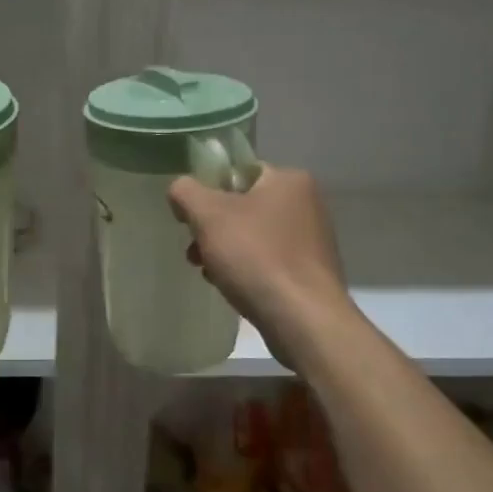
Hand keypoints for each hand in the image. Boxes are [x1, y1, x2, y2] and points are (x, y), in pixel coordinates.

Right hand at [168, 166, 353, 368]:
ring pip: (252, 236)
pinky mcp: (310, 272)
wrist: (302, 319)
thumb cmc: (256, 257)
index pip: (237, 172)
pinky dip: (246, 269)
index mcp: (289, 180)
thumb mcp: (208, 215)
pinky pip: (267, 261)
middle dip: (213, 228)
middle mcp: (307, 204)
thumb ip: (186, 192)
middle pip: (243, 206)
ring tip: (208, 272)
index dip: (207, 192)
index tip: (190, 219)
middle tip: (195, 251)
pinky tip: (231, 287)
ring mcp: (311, 240)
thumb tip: (180, 190)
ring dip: (225, 251)